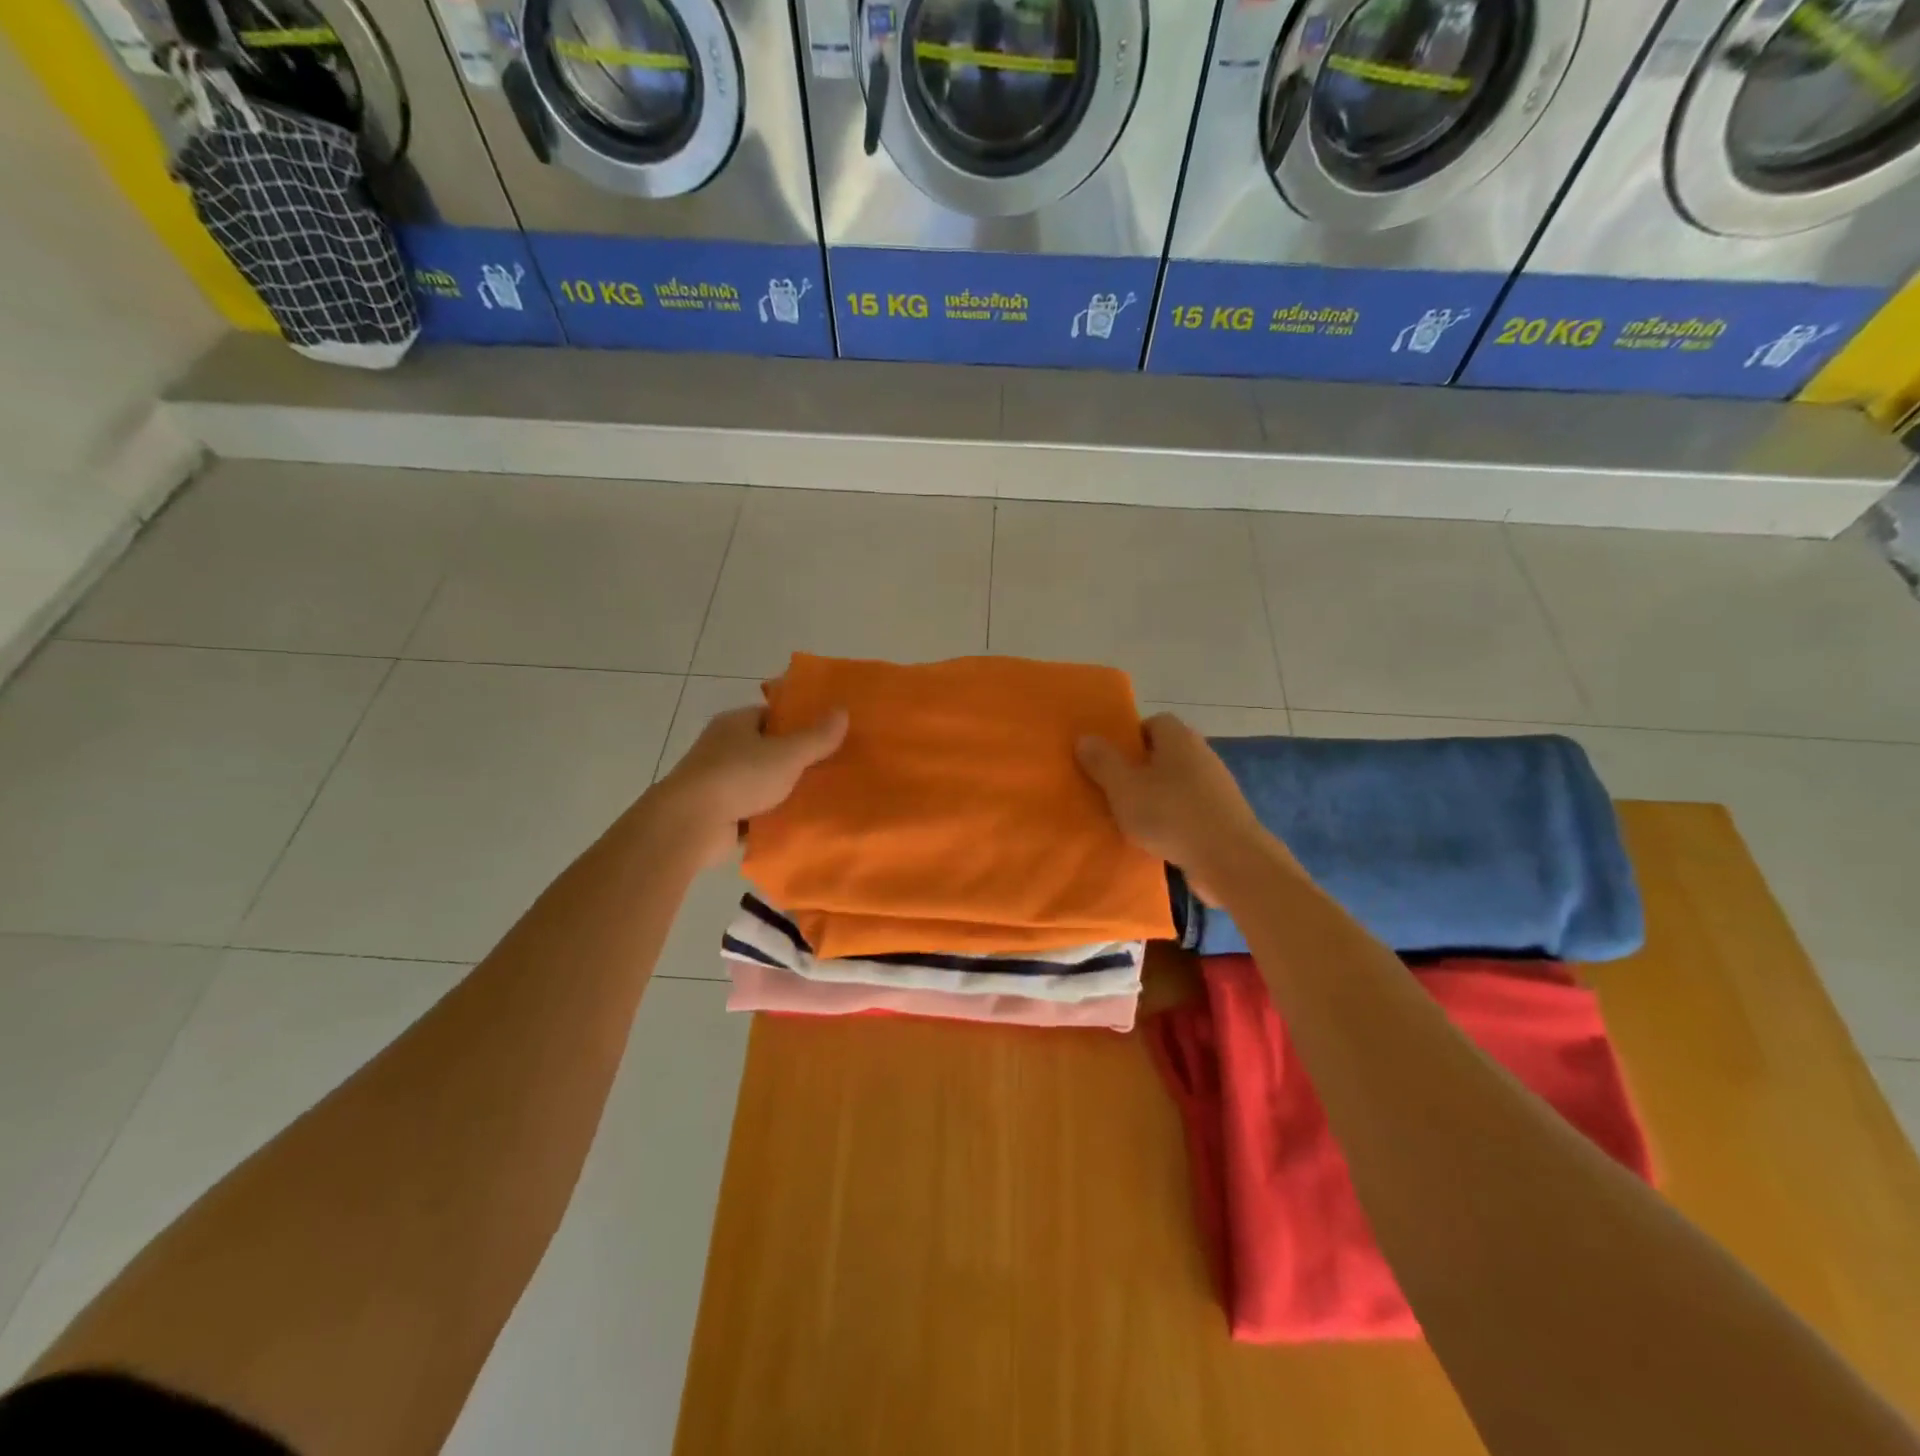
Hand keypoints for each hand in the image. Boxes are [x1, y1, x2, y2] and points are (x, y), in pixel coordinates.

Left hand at [652, 705, 848, 867]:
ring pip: (761, 782)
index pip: (770, 715)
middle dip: (795, 759)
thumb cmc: (739, 776)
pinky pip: (753, 810)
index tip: (826, 734)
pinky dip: (770, 816)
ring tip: (821, 797)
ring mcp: (718, 782)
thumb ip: (816, 737)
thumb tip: (843, 711)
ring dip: (783, 790)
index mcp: (735, 723)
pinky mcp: (717, 813)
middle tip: (831, 767)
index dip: (798, 722)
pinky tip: (797, 823)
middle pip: (767, 749)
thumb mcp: (787, 754)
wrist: (691, 823)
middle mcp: (723, 748)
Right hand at [1075, 713, 1276, 899]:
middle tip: (1114, 789)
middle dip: (1140, 768)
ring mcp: (1217, 785)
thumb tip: (1085, 738)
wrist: (1230, 859)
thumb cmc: (1171, 814)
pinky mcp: (1224, 815)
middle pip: (1165, 752)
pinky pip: (1189, 808)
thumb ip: (1102, 761)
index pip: (1153, 722)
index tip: (1110, 760)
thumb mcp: (1124, 787)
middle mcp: (1201, 754)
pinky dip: (1174, 818)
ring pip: (1177, 782)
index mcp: (1178, 738)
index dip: (1130, 737)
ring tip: (1131, 817)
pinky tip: (1158, 838)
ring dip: (1157, 796)